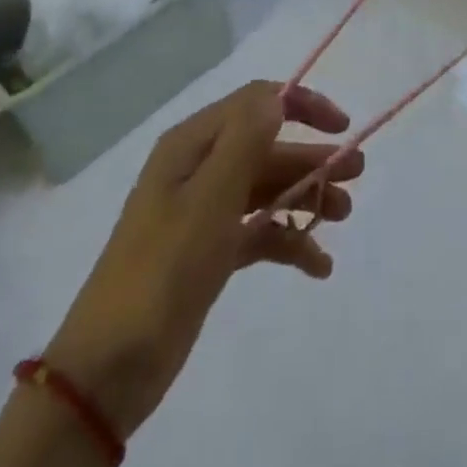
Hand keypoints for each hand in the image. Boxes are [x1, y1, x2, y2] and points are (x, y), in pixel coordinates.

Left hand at [44, 81, 361, 440]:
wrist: (109, 370)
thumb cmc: (162, 270)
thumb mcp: (209, 199)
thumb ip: (246, 141)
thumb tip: (277, 96)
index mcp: (193, 144)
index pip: (256, 102)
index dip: (302, 104)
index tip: (341, 125)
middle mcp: (199, 169)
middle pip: (266, 148)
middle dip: (311, 158)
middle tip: (357, 174)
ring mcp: (203, 212)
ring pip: (266, 189)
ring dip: (306, 197)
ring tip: (342, 216)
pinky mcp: (209, 252)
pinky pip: (258, 232)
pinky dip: (288, 241)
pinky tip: (318, 265)